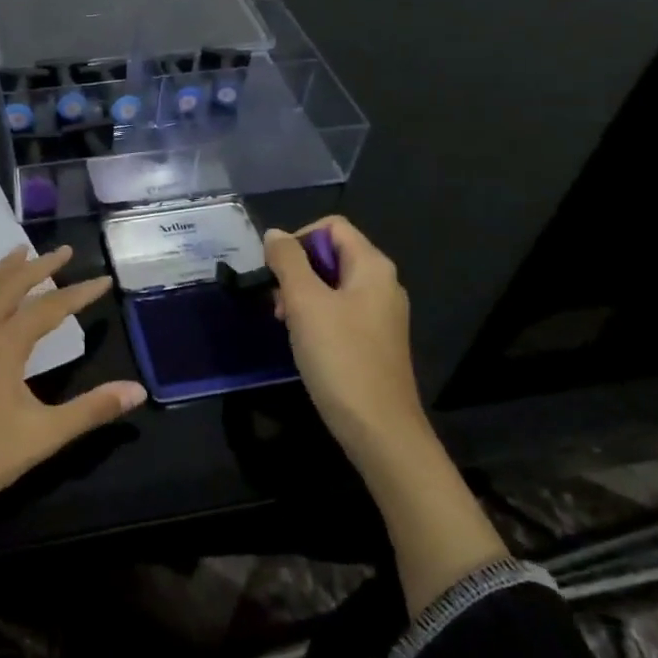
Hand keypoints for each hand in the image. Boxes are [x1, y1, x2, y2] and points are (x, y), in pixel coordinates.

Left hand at [0, 245, 144, 621]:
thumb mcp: (43, 436)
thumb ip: (91, 410)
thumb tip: (138, 390)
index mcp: (5, 343)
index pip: (51, 307)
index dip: (80, 293)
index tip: (103, 278)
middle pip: (11, 284)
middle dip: (40, 266)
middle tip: (64, 251)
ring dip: (4, 269)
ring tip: (21, 253)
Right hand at [264, 217, 425, 480]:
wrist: (380, 431)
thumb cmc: (341, 358)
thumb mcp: (305, 303)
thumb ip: (288, 261)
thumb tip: (275, 234)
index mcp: (373, 266)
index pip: (332, 226)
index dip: (299, 238)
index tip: (276, 270)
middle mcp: (382, 284)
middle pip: (332, 254)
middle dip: (297, 269)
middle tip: (277, 301)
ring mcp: (380, 315)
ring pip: (332, 285)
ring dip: (302, 295)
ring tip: (285, 323)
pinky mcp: (374, 342)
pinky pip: (340, 312)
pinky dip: (316, 317)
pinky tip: (303, 342)